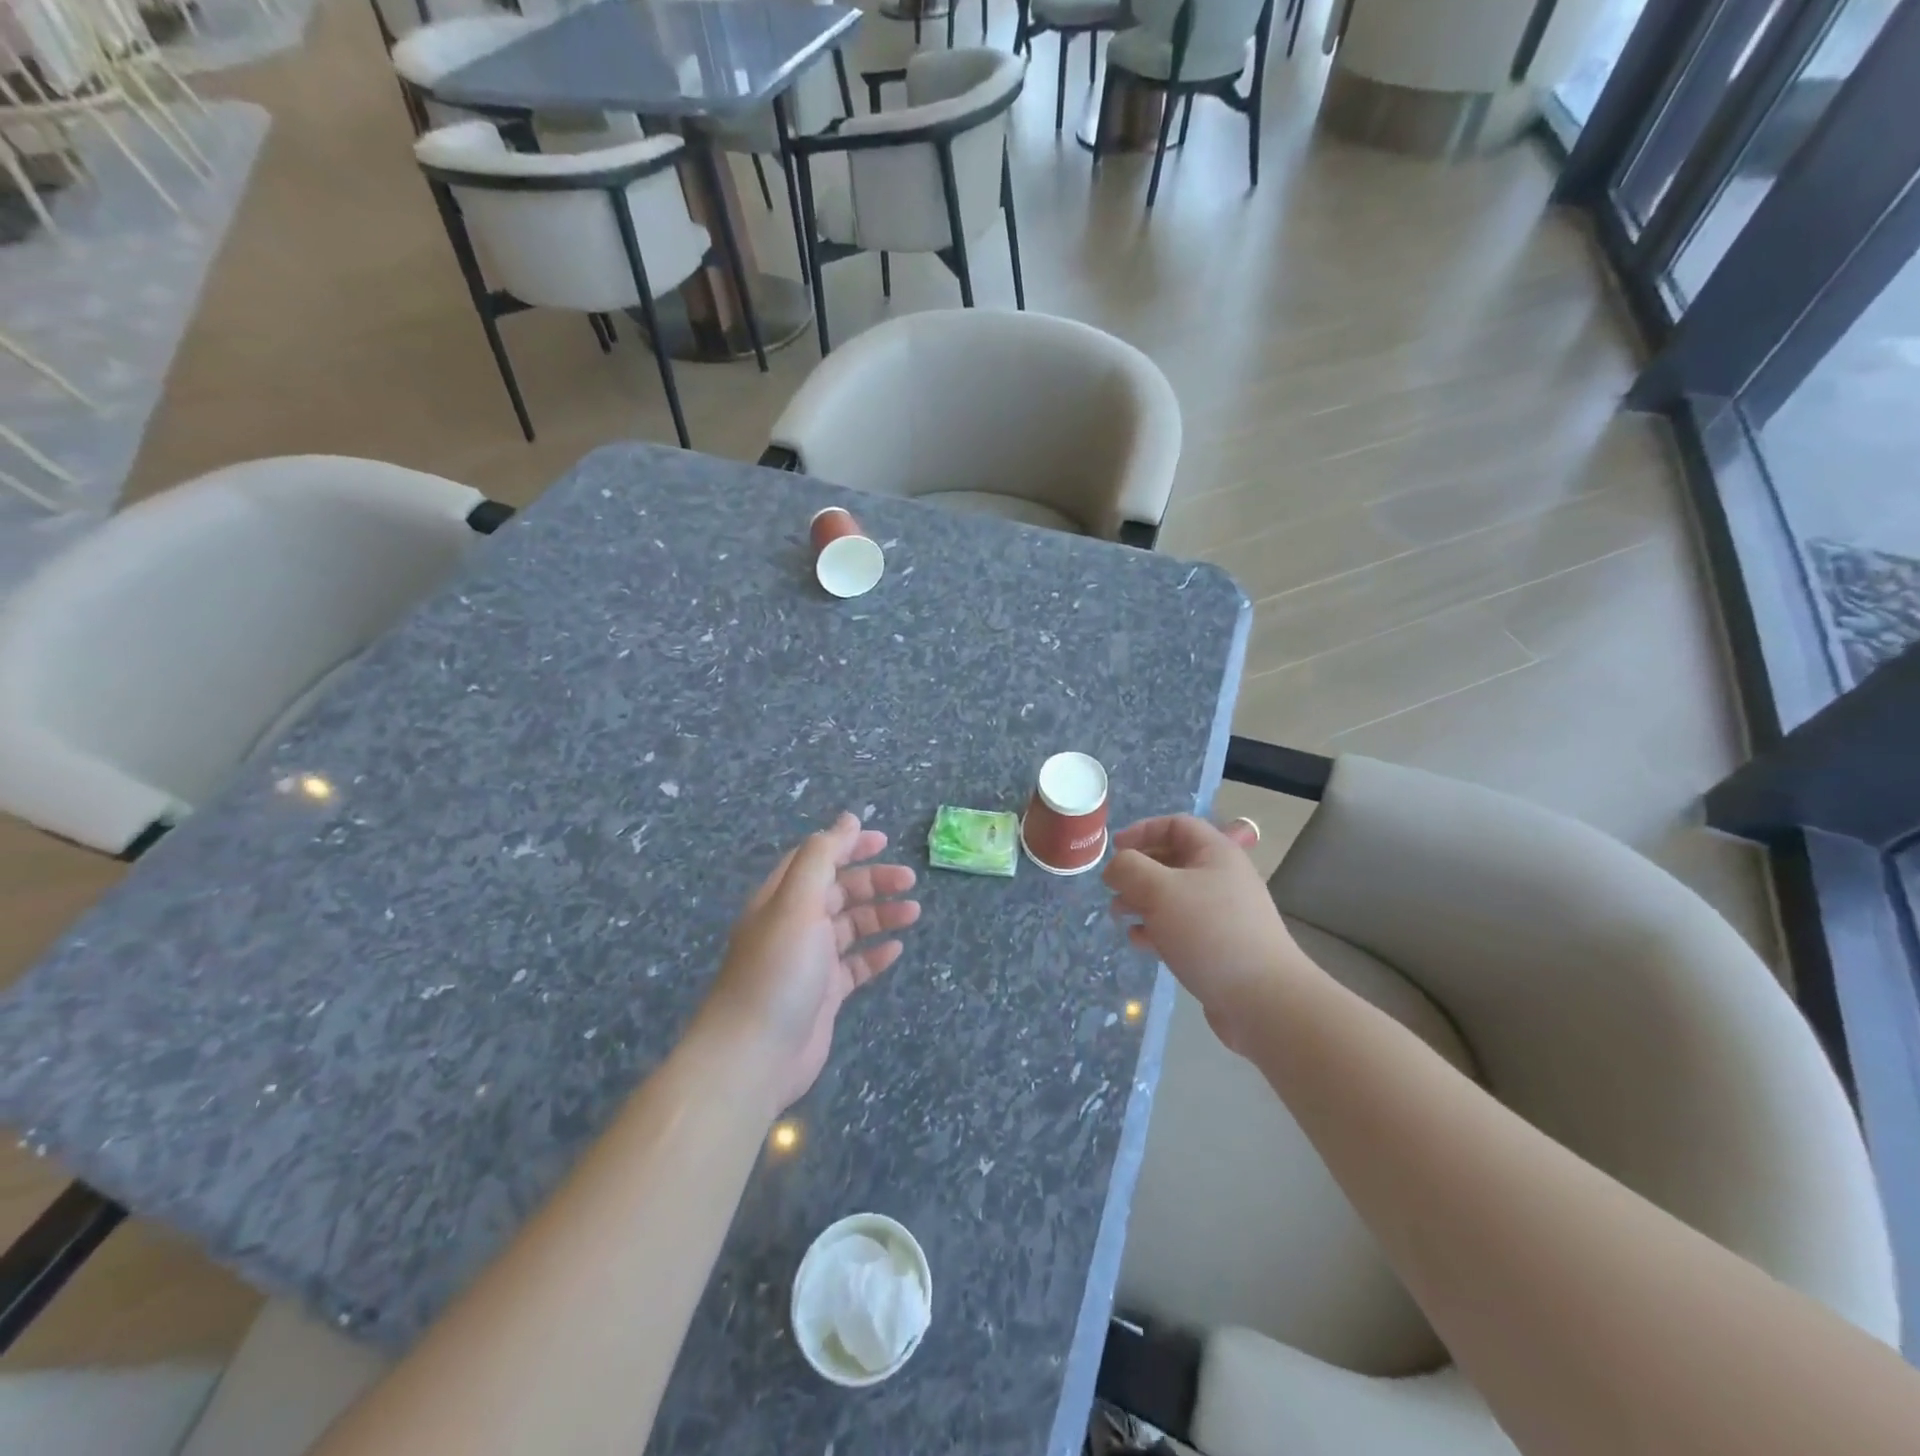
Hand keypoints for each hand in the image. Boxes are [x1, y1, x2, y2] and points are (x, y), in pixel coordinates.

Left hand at [697, 813, 920, 1113]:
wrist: (755, 1054)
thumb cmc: (779, 969)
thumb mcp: (798, 901)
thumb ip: (823, 856)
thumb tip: (846, 819)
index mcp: (782, 898)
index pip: (816, 859)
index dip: (847, 845)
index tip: (883, 840)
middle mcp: (794, 924)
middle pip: (838, 891)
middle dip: (873, 881)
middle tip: (909, 881)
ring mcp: (809, 961)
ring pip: (850, 927)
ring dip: (880, 915)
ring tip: (913, 913)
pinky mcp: (823, 995)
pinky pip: (854, 966)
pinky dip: (875, 955)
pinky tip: (896, 950)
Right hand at [1104, 816, 1296, 1053]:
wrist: (1262, 999)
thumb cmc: (1209, 931)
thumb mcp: (1160, 890)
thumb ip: (1129, 869)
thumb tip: (1116, 867)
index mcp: (1216, 853)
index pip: (1176, 825)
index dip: (1143, 830)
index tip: (1115, 849)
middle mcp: (1221, 878)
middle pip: (1172, 861)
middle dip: (1137, 871)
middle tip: (1113, 888)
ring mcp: (1222, 914)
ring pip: (1173, 896)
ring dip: (1142, 901)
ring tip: (1119, 916)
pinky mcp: (1218, 946)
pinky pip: (1180, 927)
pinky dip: (1156, 929)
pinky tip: (1140, 943)